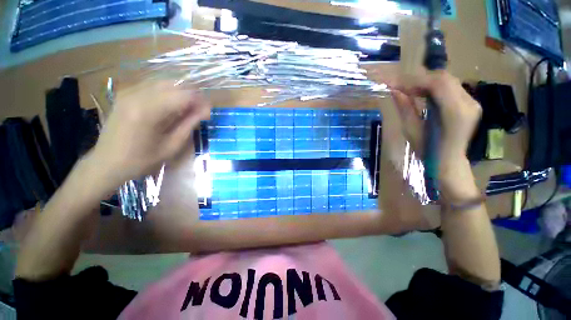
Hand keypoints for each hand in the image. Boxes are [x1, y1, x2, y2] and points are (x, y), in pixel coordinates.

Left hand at [91, 81, 210, 185]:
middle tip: (200, 112)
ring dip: (181, 94)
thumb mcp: (171, 146)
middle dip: (192, 96)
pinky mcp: (125, 94)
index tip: (208, 114)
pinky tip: (171, 107)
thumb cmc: (141, 160)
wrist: (106, 163)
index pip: (183, 95)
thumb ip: (189, 124)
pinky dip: (168, 93)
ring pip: (165, 83)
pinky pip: (153, 86)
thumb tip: (205, 110)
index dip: (200, 102)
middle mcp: (136, 95)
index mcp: (147, 111)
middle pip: (174, 84)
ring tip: (188, 110)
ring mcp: (129, 92)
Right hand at [389, 71, 481, 197]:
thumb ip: (405, 108)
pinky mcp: (470, 104)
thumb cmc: (427, 151)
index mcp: (455, 112)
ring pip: (449, 81)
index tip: (395, 85)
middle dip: (420, 80)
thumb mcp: (412, 130)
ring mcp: (472, 103)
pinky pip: (452, 88)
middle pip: (445, 78)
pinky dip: (435, 88)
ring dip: (427, 83)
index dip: (415, 81)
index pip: (437, 84)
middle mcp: (469, 103)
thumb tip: (395, 91)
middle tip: (401, 87)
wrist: (448, 162)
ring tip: (410, 91)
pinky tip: (423, 95)